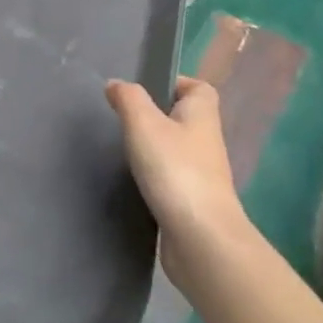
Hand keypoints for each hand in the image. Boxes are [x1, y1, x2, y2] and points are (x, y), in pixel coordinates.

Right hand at [106, 76, 248, 287]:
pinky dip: (152, 178)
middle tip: (123, 119)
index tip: (143, 90)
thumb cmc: (175, 170)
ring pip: (176, 150)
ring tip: (121, 149)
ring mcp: (201, 175)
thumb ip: (128, 99)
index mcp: (202, 115)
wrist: (201, 239)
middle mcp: (206, 141)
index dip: (175, 83)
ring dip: (153, 149)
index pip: (199, 88)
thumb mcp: (144, 124)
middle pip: (184, 119)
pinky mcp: (190, 203)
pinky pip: (170, 179)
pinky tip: (131, 182)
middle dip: (156, 117)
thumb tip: (116, 84)